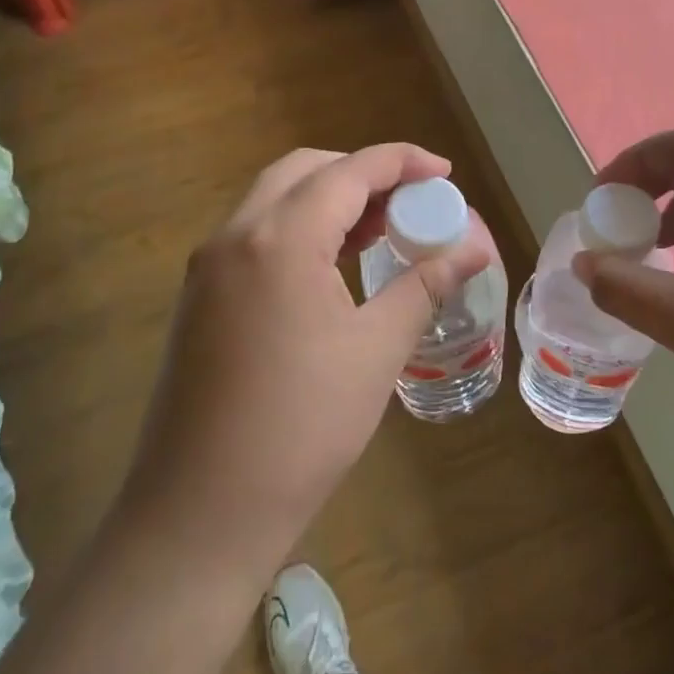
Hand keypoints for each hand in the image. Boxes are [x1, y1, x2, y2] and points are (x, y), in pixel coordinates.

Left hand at [120, 144, 491, 578]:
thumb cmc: (302, 427)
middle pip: (305, 171)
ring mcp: (209, 265)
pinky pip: (256, 233)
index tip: (445, 172)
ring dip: (329, 198)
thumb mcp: (376, 350)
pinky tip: (333, 264)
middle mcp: (236, 234)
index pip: (350, 171)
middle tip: (411, 201)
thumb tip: (474, 248)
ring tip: (381, 228)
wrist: (201, 511)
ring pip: (275, 198)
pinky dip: (300, 227)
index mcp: (280, 238)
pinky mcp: (200, 295)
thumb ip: (425, 284)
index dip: (402, 161)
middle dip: (363, 173)